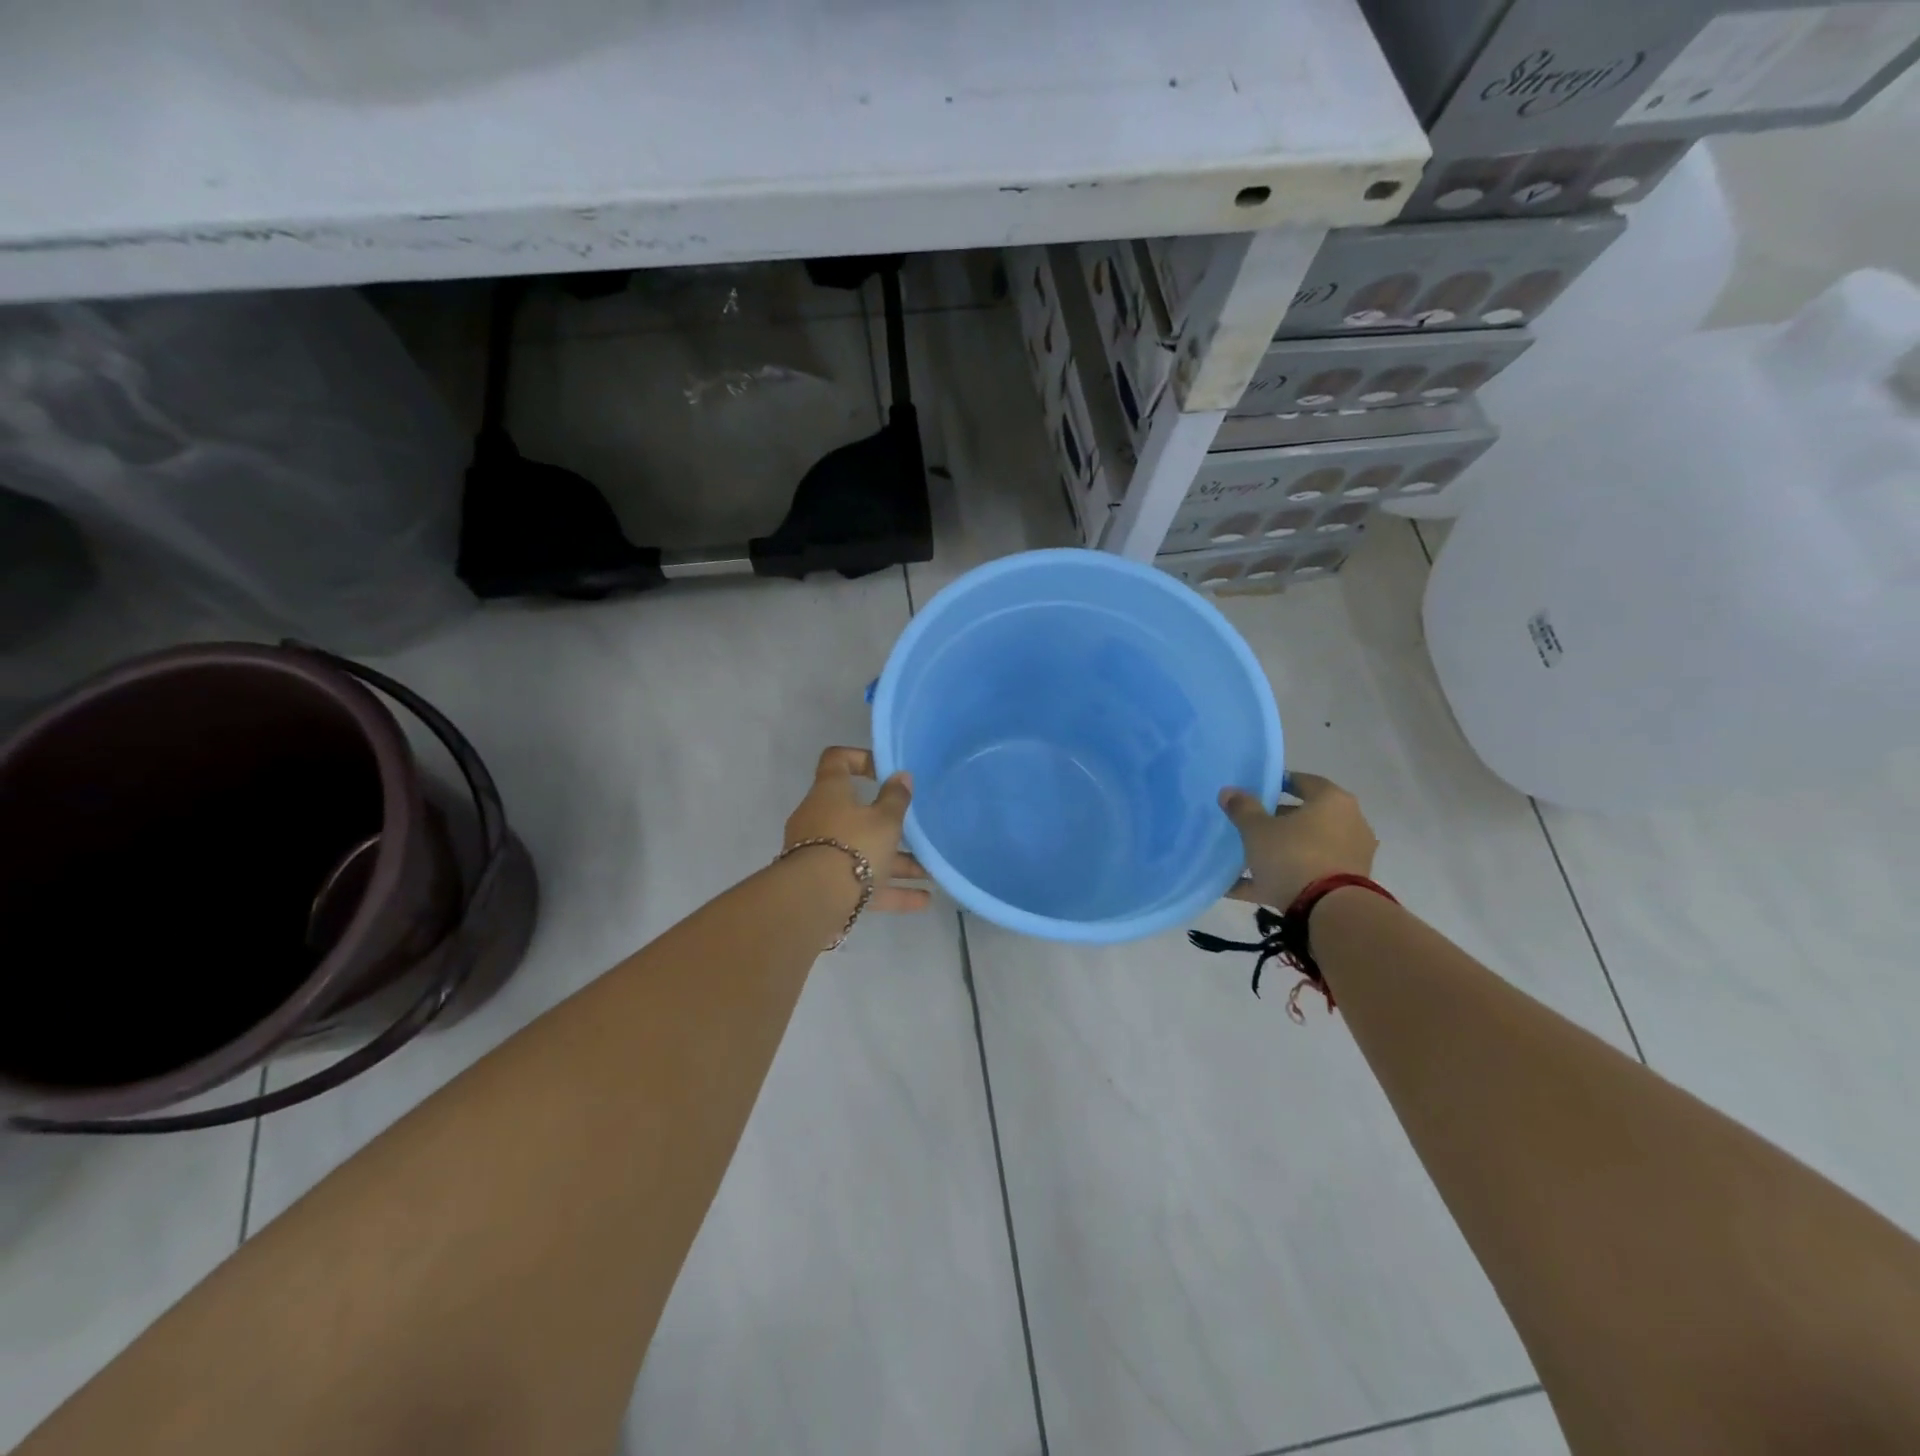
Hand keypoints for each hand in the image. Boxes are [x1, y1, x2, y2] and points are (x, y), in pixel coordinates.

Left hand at [783, 747, 931, 912]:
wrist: (815, 900)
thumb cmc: (854, 844)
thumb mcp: (885, 820)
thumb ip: (896, 798)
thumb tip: (901, 776)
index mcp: (830, 792)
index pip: (837, 760)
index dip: (860, 759)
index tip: (885, 772)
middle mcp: (820, 818)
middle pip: (857, 814)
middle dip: (890, 825)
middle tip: (915, 830)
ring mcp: (820, 853)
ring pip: (863, 852)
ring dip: (896, 862)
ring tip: (930, 872)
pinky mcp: (826, 885)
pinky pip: (862, 882)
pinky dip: (890, 889)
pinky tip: (923, 899)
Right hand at [1219, 772, 1377, 908]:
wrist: (1330, 911)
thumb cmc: (1294, 855)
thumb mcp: (1257, 830)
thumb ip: (1242, 809)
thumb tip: (1229, 791)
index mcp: (1332, 802)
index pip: (1304, 782)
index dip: (1279, 783)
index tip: (1257, 790)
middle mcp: (1348, 824)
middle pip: (1306, 817)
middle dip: (1276, 820)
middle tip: (1248, 825)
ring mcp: (1349, 857)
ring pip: (1305, 848)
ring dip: (1278, 851)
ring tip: (1244, 858)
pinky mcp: (1343, 886)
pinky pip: (1305, 875)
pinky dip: (1279, 878)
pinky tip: (1243, 887)